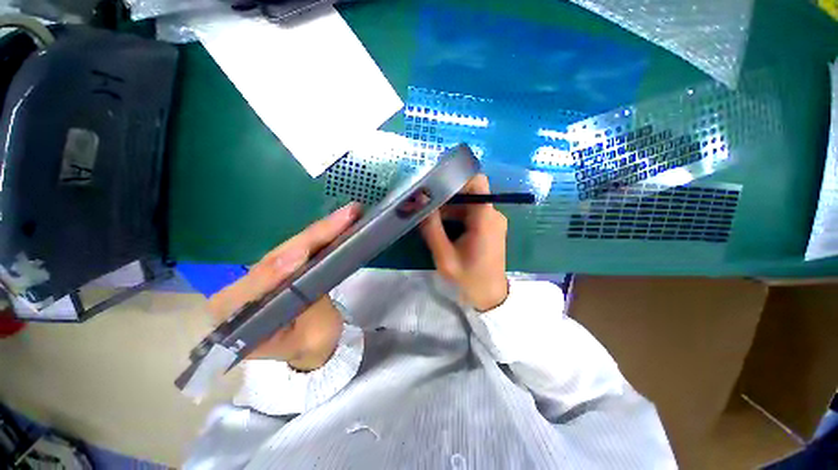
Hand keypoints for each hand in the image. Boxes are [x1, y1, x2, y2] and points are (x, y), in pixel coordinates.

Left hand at [207, 203, 361, 370]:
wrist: (314, 343)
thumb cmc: (310, 346)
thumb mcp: (310, 337)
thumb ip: (306, 305)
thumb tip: (304, 266)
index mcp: (235, 315)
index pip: (254, 286)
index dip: (277, 268)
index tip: (301, 255)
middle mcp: (241, 288)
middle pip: (277, 256)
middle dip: (314, 236)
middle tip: (345, 217)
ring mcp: (262, 272)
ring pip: (291, 245)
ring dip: (321, 230)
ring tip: (347, 215)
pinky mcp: (281, 264)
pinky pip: (300, 245)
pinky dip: (321, 234)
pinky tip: (338, 222)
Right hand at [420, 174, 508, 311]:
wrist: (490, 297)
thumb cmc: (469, 279)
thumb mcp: (444, 256)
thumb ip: (431, 228)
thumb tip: (420, 202)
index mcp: (485, 218)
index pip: (477, 181)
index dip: (456, 178)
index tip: (435, 185)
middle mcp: (492, 213)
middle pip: (469, 192)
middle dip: (445, 196)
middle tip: (424, 204)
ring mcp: (492, 220)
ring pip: (468, 203)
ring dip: (448, 207)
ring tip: (428, 216)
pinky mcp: (490, 227)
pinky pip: (471, 213)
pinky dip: (455, 215)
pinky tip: (441, 226)